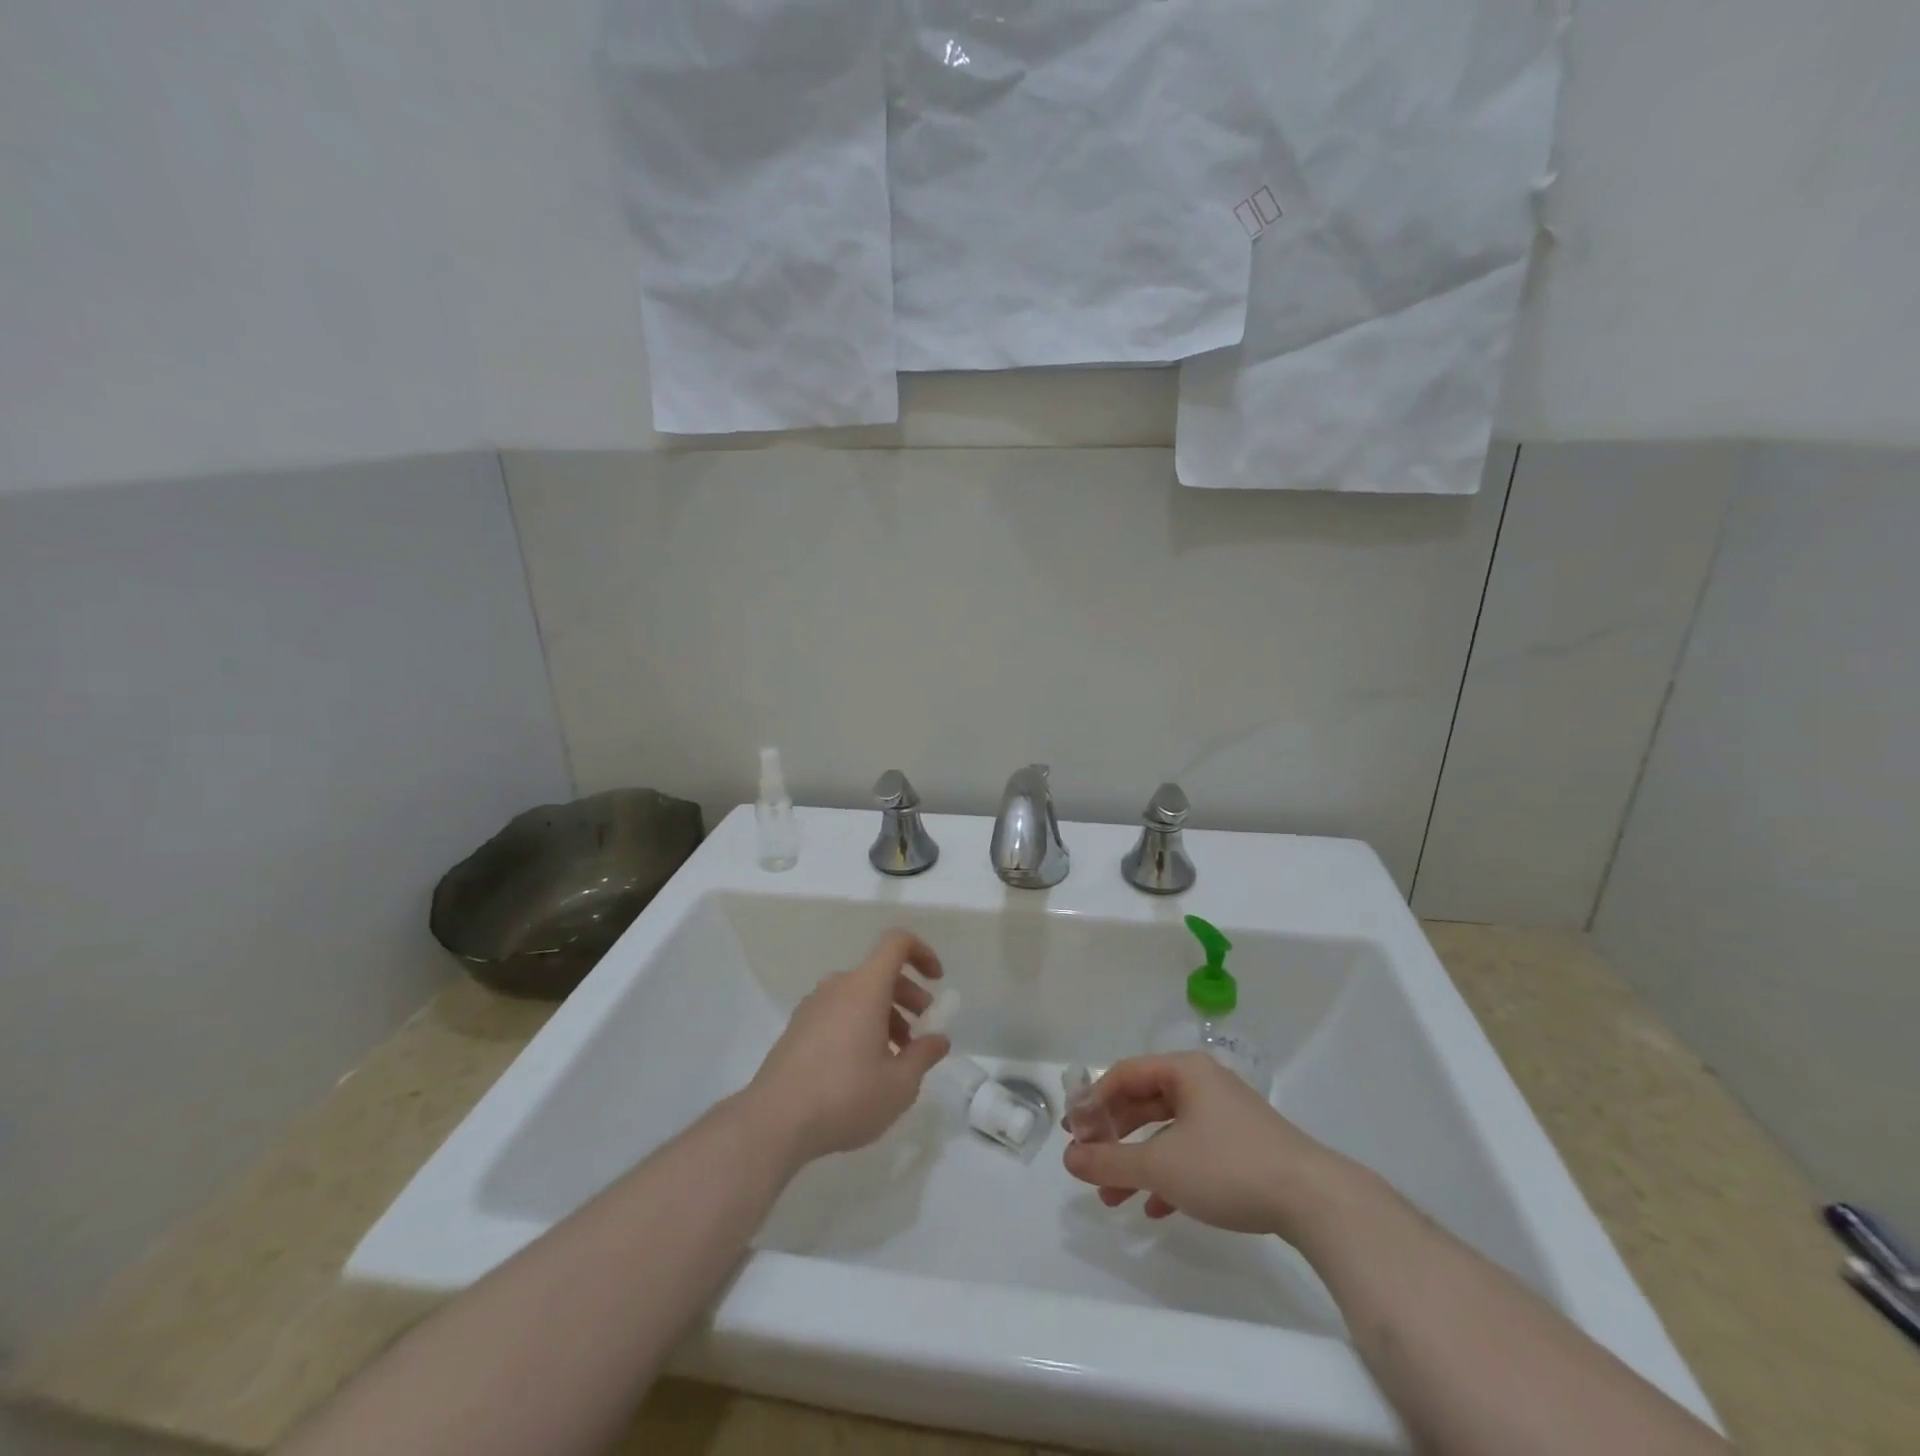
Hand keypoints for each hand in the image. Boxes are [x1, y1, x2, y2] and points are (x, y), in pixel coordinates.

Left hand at [743, 929, 950, 1165]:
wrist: (773, 1122)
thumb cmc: (845, 1096)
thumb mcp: (899, 1085)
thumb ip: (924, 1056)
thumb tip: (938, 1039)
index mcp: (865, 987)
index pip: (896, 943)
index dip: (922, 953)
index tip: (937, 981)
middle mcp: (838, 987)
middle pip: (880, 973)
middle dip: (908, 996)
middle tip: (921, 1032)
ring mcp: (813, 1006)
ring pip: (859, 996)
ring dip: (885, 1015)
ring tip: (895, 1059)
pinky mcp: (797, 1028)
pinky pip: (838, 1012)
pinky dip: (859, 1026)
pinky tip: (863, 1069)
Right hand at [1062, 1053, 1350, 1236]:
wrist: (1314, 1201)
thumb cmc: (1228, 1166)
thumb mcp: (1161, 1165)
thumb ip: (1111, 1161)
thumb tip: (1069, 1158)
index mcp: (1184, 1071)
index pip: (1124, 1074)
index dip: (1094, 1102)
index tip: (1074, 1133)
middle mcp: (1202, 1084)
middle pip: (1143, 1101)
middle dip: (1114, 1135)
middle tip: (1088, 1161)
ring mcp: (1224, 1116)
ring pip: (1166, 1131)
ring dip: (1137, 1161)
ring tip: (1113, 1197)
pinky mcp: (1241, 1148)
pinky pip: (1191, 1152)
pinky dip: (1168, 1175)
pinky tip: (1154, 1208)